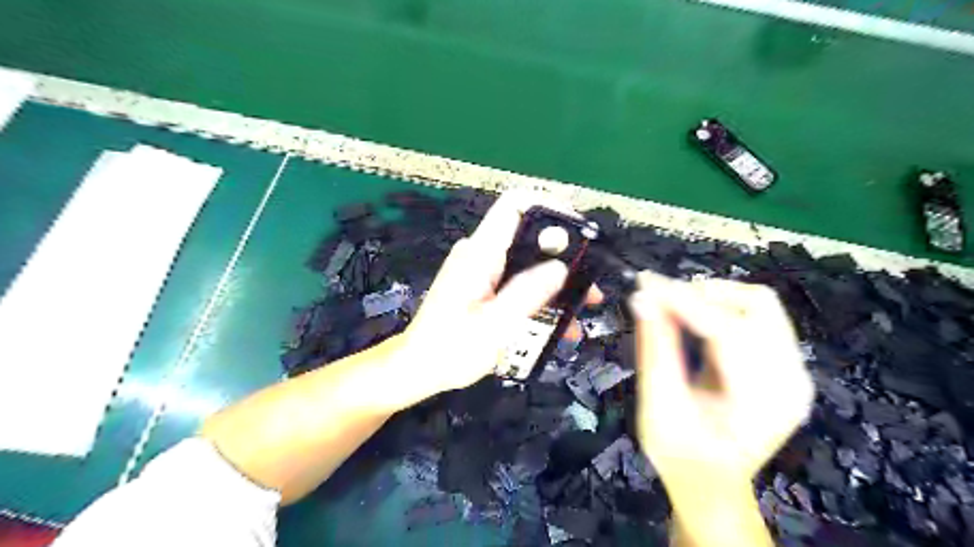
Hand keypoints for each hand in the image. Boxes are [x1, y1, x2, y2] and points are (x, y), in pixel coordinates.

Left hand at [395, 192, 593, 396]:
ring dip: (556, 280)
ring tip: (582, 306)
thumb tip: (560, 268)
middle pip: (528, 234)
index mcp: (480, 253)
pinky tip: (558, 321)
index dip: (549, 206)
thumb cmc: (451, 349)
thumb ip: (527, 294)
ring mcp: (481, 269)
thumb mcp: (495, 326)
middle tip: (590, 282)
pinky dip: (539, 294)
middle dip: (564, 255)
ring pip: (527, 260)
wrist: (419, 368)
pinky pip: (517, 279)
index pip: (514, 205)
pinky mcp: (483, 285)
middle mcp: (481, 253)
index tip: (580, 230)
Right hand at [627, 272, 811, 494]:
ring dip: (712, 297)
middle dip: (703, 293)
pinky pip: (757, 318)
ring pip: (759, 304)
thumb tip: (642, 298)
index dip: (681, 300)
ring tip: (672, 307)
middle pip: (757, 304)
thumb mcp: (658, 408)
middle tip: (660, 298)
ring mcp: (794, 371)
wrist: (713, 485)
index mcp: (762, 401)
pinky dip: (720, 308)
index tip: (644, 281)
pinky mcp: (784, 365)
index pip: (725, 329)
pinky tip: (691, 318)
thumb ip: (655, 350)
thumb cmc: (681, 457)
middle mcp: (791, 380)